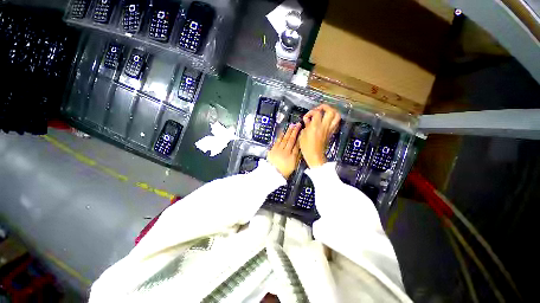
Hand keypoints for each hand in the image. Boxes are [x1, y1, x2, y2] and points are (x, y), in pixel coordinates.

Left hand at [267, 123, 300, 177]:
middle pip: (291, 140)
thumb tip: (299, 147)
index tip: (302, 131)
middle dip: (295, 131)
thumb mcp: (294, 165)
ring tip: (292, 125)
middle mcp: (285, 152)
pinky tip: (283, 131)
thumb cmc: (284, 171)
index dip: (300, 137)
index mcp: (292, 157)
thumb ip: (297, 156)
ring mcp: (278, 150)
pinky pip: (277, 141)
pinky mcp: (272, 150)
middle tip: (298, 125)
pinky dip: (280, 135)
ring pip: (284, 139)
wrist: (273, 174)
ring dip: (288, 131)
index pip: (297, 145)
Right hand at [299, 104, 340, 167]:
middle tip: (318, 109)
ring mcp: (329, 129)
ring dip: (332, 111)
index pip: (317, 113)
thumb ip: (306, 125)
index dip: (311, 112)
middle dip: (324, 107)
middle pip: (330, 111)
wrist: (315, 156)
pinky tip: (327, 120)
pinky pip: (336, 122)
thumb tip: (307, 120)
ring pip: (337, 116)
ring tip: (325, 112)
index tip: (306, 117)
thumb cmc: (307, 147)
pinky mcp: (331, 133)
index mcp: (316, 126)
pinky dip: (333, 118)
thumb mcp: (302, 136)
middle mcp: (324, 126)